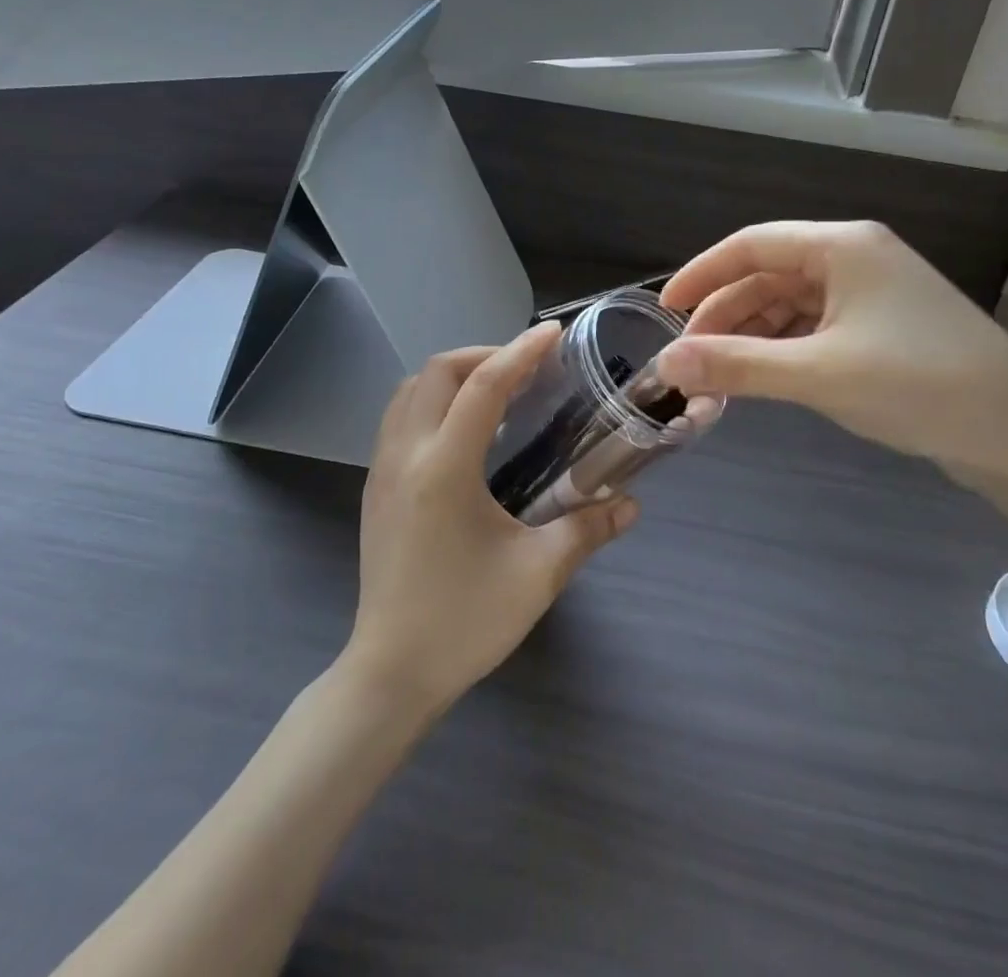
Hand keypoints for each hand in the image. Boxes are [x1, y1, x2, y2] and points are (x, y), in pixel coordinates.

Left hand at [345, 323, 638, 714]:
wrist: (390, 674)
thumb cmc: (464, 622)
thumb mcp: (538, 574)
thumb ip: (587, 530)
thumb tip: (631, 505)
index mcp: (443, 468)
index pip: (483, 386)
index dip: (521, 352)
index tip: (553, 333)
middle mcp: (405, 455)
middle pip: (436, 372)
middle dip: (483, 355)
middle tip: (526, 369)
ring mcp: (382, 471)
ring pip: (410, 391)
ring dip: (453, 375)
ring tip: (497, 391)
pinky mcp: (375, 489)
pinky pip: (400, 417)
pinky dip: (433, 401)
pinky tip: (465, 431)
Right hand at [656, 221, 1007, 502]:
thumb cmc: (921, 387)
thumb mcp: (819, 375)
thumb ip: (737, 366)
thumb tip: (664, 365)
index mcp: (843, 247)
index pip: (752, 245)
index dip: (702, 274)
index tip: (663, 311)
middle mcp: (856, 259)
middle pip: (769, 276)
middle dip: (724, 316)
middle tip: (689, 363)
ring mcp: (873, 294)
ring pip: (790, 305)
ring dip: (751, 338)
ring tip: (718, 379)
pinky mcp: (883, 328)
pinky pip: (815, 328)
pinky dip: (782, 351)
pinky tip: (763, 379)